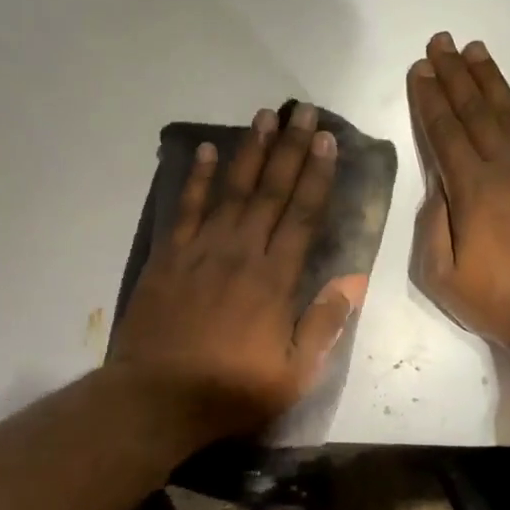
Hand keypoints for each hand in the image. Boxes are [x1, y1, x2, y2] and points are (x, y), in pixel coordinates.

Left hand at [112, 104, 367, 438]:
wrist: (156, 399)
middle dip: (290, 149)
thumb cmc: (231, 391)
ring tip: (265, 116)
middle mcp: (240, 252)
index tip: (327, 141)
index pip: (302, 215)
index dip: (317, 176)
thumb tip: (353, 282)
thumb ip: (324, 325)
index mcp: (274, 279)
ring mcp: (200, 251)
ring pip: (231, 190)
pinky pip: (186, 208)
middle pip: (270, 191)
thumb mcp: (294, 373)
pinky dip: (197, 178)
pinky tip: (207, 151)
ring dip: (250, 151)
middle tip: (304, 111)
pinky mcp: (168, 257)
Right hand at [407, 33, 509, 347]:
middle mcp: (505, 167)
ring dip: (490, 78)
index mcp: (471, 190)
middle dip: (453, 75)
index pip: (444, 133)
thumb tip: (436, 185)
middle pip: (474, 112)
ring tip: (474, 48)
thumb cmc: (496, 301)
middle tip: (440, 42)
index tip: (419, 69)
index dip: (429, 99)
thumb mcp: (441, 276)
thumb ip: (432, 226)